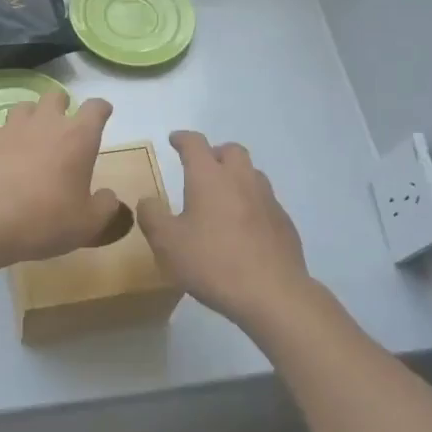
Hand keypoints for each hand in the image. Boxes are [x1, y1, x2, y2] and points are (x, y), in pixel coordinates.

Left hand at [0, 89, 131, 268]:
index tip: (102, 115)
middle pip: (56, 96)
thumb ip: (105, 206)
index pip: (95, 107)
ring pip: (23, 106)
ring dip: (30, 117)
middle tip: (61, 128)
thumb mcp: (89, 224)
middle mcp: (46, 123)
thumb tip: (108, 195)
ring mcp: (11, 127)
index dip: (101, 109)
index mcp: (78, 137)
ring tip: (29, 137)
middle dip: (61, 106)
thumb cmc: (46, 220)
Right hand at [137, 131, 314, 329]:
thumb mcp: (167, 244)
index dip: (182, 138)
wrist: (272, 293)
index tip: (174, 140)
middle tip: (200, 168)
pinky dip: (250, 202)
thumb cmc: (212, 263)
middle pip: (231, 150)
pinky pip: (264, 200)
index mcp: (209, 178)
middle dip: (214, 153)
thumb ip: (152, 216)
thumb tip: (148, 200)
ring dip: (235, 175)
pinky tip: (243, 226)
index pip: (195, 144)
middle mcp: (241, 180)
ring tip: (221, 196)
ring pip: (251, 173)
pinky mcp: (283, 222)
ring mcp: (267, 199)